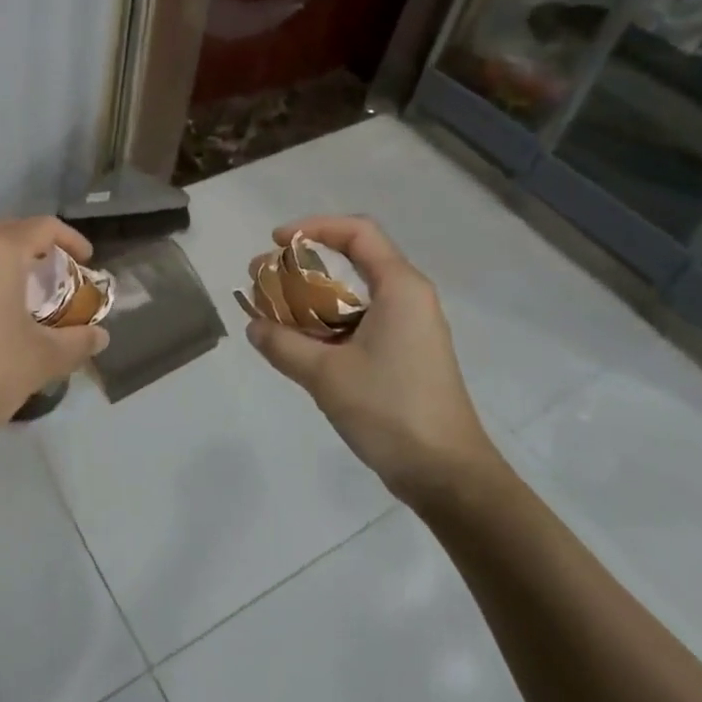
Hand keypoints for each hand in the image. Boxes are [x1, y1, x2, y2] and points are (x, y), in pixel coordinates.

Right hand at [244, 215, 498, 498]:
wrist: (447, 475)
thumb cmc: (390, 410)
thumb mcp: (326, 375)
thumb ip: (283, 344)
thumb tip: (254, 326)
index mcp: (400, 287)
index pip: (357, 232)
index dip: (313, 227)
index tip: (276, 242)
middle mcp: (408, 298)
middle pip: (352, 261)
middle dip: (302, 265)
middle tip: (263, 279)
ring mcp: (409, 328)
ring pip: (353, 295)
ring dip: (311, 297)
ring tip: (272, 312)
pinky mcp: (405, 354)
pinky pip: (360, 322)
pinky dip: (326, 323)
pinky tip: (298, 343)